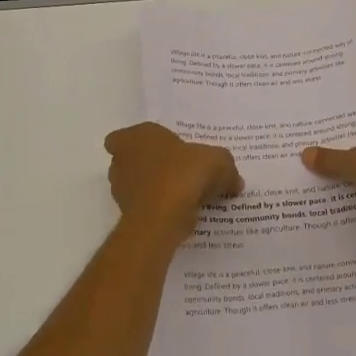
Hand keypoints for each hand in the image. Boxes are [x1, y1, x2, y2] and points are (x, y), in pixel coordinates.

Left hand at [105, 123, 241, 236]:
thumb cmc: (184, 175)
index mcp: (137, 136)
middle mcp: (121, 160)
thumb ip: (227, 169)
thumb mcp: (219, 162)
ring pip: (136, 185)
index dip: (141, 143)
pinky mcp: (127, 214)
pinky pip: (144, 207)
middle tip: (178, 173)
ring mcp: (120, 189)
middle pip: (132, 161)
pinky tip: (181, 214)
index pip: (125, 136)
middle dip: (150, 166)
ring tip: (184, 196)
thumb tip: (235, 182)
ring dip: (154, 189)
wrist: (161, 219)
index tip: (163, 151)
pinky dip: (158, 210)